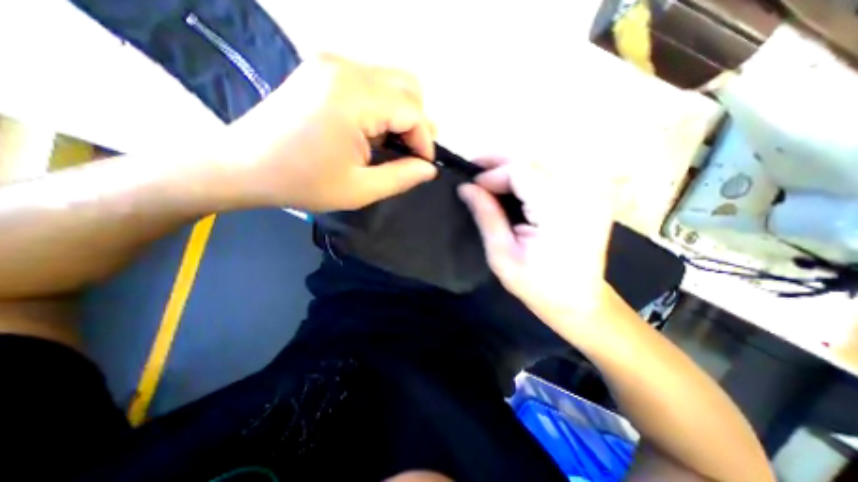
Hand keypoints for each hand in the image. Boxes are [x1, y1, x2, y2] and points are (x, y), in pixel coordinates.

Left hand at [219, 53, 437, 210]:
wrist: (244, 166)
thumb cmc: (303, 182)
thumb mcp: (360, 189)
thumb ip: (402, 177)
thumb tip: (429, 168)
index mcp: (354, 97)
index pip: (412, 111)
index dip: (425, 141)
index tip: (423, 165)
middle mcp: (345, 68)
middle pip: (408, 87)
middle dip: (417, 124)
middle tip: (410, 154)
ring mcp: (332, 64)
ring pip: (392, 82)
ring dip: (402, 115)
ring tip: (392, 146)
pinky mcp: (324, 70)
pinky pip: (371, 83)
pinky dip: (383, 108)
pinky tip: (372, 132)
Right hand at [459, 159, 620, 333]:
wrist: (579, 302)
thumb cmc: (537, 286)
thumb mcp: (502, 255)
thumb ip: (487, 216)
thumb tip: (465, 187)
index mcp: (560, 212)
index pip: (522, 172)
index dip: (493, 174)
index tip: (472, 186)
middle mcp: (582, 194)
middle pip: (533, 162)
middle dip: (500, 163)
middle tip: (474, 168)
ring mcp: (591, 193)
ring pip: (542, 164)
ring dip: (512, 167)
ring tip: (488, 176)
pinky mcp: (590, 196)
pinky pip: (553, 174)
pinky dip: (528, 176)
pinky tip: (512, 185)